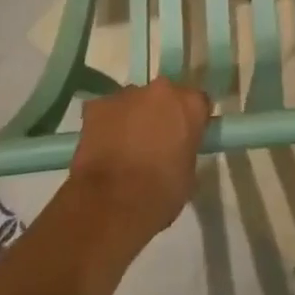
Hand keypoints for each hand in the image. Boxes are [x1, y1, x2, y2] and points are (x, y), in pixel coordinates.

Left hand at [69, 79, 211, 238]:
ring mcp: (127, 95)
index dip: (189, 119)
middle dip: (159, 112)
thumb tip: (176, 149)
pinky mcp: (97, 105)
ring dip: (132, 117)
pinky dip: (106, 125)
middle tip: (154, 140)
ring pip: (132, 101)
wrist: (113, 204)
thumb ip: (185, 148)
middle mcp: (161, 90)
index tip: (184, 136)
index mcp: (190, 105)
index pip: (197, 102)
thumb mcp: (189, 172)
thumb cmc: (161, 193)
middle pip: (163, 95)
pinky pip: (105, 111)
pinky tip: (102, 148)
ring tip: (124, 147)